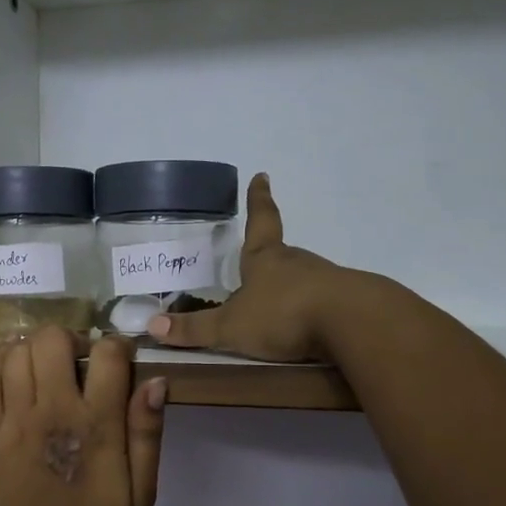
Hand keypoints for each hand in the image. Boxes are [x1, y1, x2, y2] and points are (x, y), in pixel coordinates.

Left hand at [0, 327, 166, 505]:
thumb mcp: (141, 495)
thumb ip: (147, 434)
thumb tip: (155, 381)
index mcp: (96, 426)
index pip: (108, 355)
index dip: (119, 347)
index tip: (121, 363)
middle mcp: (51, 412)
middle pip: (53, 340)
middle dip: (72, 339)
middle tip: (80, 362)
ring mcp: (12, 422)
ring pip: (16, 353)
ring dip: (35, 349)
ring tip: (47, 367)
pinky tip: (12, 366)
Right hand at [146, 173, 350, 362]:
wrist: (352, 323)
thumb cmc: (283, 314)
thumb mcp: (230, 327)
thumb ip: (194, 329)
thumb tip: (152, 325)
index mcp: (266, 258)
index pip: (261, 220)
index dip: (258, 200)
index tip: (262, 175)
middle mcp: (296, 263)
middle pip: (280, 254)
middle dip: (268, 257)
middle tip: (255, 264)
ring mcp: (325, 281)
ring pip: (301, 279)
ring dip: (289, 288)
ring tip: (276, 308)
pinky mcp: (346, 304)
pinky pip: (321, 304)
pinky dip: (310, 311)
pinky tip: (305, 329)